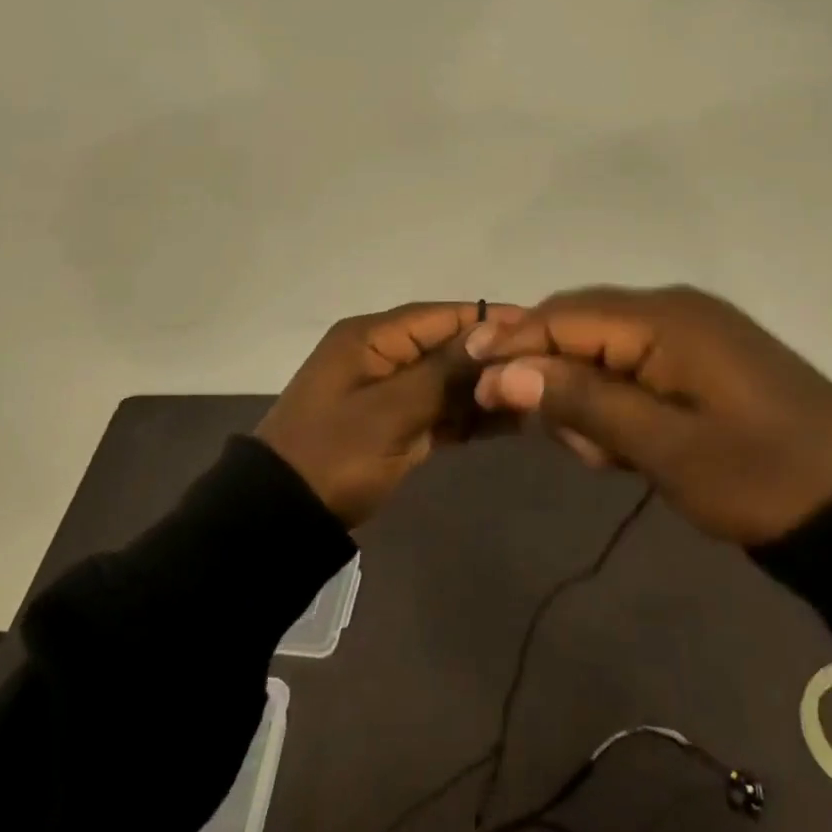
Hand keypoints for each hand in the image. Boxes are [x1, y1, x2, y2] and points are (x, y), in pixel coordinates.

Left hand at [257, 301, 519, 526]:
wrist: (285, 514)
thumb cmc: (334, 454)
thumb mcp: (389, 412)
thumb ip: (443, 373)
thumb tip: (492, 334)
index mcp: (371, 338)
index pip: (440, 317)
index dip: (488, 320)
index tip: (537, 327)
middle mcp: (382, 355)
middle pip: (447, 347)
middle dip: (493, 359)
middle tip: (547, 370)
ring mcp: (389, 391)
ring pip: (448, 381)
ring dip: (486, 390)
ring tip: (538, 399)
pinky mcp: (396, 423)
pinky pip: (440, 411)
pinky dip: (470, 417)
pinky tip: (512, 422)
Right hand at [468, 285, 831, 545]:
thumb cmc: (759, 476)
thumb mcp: (663, 447)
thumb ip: (582, 402)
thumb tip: (505, 372)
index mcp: (664, 319)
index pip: (563, 315)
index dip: (513, 345)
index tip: (475, 384)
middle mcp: (672, 309)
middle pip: (579, 324)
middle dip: (553, 377)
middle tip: (564, 441)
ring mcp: (690, 330)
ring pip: (603, 348)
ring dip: (587, 397)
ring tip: (611, 457)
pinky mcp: (701, 356)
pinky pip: (634, 363)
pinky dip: (617, 400)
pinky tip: (631, 446)